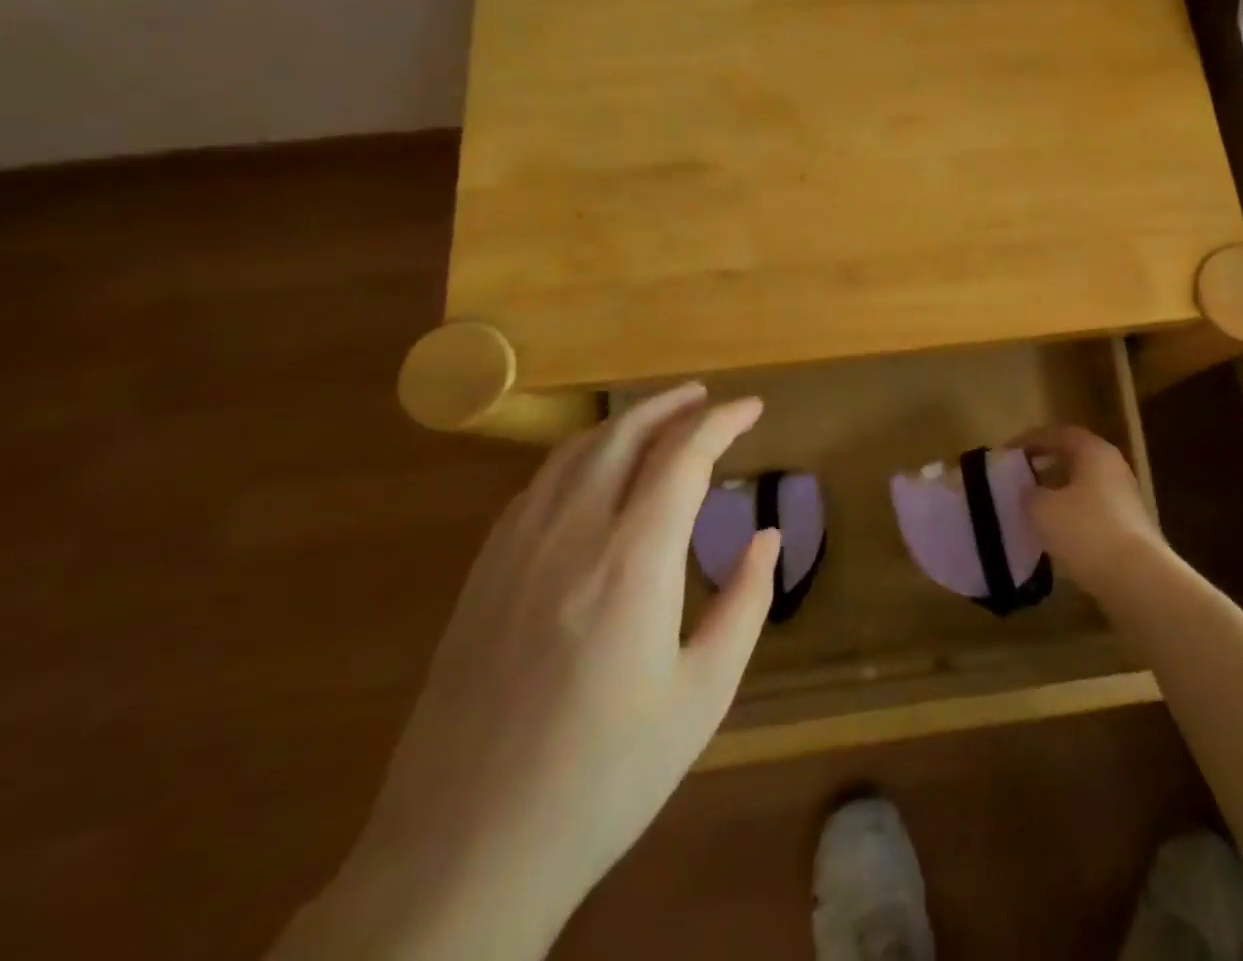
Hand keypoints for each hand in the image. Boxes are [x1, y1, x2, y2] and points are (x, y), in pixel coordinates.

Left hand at [273, 384, 777, 960]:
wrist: (462, 857)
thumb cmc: (604, 777)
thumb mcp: (703, 696)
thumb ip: (745, 603)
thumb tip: (767, 537)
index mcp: (633, 560)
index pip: (684, 455)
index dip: (723, 421)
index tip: (753, 408)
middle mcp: (571, 535)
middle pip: (623, 434)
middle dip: (672, 404)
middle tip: (708, 398)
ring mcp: (515, 553)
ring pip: (573, 454)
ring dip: (622, 423)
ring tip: (658, 419)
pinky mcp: (480, 579)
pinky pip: (535, 489)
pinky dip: (577, 459)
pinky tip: (591, 475)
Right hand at [1021, 426, 1164, 603]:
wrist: (1137, 579)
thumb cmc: (1086, 531)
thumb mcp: (1043, 509)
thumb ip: (1029, 493)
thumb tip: (1029, 491)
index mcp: (1094, 451)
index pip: (1058, 434)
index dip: (1030, 440)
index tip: (1006, 453)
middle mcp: (1113, 467)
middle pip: (1073, 458)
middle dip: (1044, 466)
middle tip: (1018, 478)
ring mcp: (1124, 498)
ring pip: (1083, 486)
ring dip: (1057, 493)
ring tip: (1031, 508)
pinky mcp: (1128, 527)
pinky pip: (1091, 511)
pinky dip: (1070, 516)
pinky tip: (1054, 534)